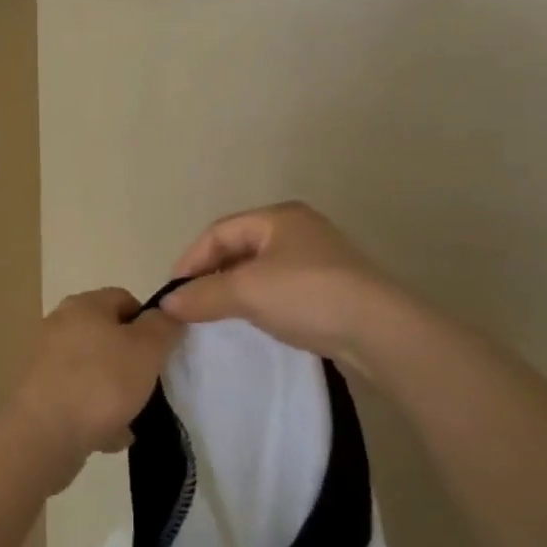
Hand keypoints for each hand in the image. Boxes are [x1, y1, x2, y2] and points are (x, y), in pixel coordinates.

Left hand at [9, 288, 182, 489]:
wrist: (42, 435)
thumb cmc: (101, 382)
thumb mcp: (147, 349)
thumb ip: (164, 326)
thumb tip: (166, 314)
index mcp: (84, 305)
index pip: (125, 298)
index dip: (149, 322)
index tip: (161, 352)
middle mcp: (59, 324)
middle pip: (107, 336)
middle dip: (131, 362)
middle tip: (148, 385)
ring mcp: (43, 360)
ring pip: (92, 370)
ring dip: (113, 392)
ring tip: (129, 419)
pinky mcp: (35, 393)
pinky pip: (75, 398)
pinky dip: (92, 413)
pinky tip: (107, 436)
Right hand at [160, 201, 406, 366]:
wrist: (379, 330)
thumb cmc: (307, 295)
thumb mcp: (247, 292)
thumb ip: (203, 294)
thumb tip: (167, 303)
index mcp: (278, 216)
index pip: (219, 231)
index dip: (191, 259)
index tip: (173, 292)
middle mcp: (298, 228)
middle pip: (239, 246)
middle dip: (211, 273)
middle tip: (191, 303)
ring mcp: (317, 256)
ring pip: (260, 267)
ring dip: (234, 288)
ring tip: (216, 313)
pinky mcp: (330, 284)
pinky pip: (280, 285)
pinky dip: (258, 299)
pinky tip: (253, 319)